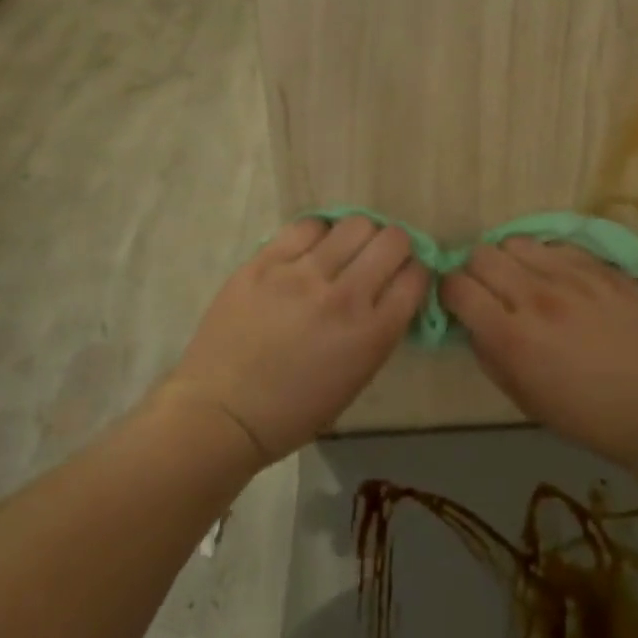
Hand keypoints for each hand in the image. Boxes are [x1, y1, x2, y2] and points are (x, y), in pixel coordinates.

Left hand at [164, 216, 426, 463]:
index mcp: (372, 334)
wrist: (222, 412)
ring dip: (358, 236)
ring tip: (343, 250)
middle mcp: (344, 296)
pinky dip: (319, 233)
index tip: (403, 277)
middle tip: (378, 258)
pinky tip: (312, 248)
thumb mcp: (357, 377)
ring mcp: (302, 275)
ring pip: (354, 224)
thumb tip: (392, 290)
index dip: (414, 272)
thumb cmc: (294, 410)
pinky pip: (307, 226)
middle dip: (395, 246)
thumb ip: (380, 329)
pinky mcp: (265, 262)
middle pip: (392, 240)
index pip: (416, 276)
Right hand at [439, 238, 637, 472]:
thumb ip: (489, 354)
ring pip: (516, 242)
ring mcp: (572, 277)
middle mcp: (536, 297)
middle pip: (481, 254)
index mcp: (512, 337)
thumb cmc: (587, 416)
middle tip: (488, 290)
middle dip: (474, 271)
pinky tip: (558, 279)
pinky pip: (557, 246)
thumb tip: (472, 322)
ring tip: (524, 280)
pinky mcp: (601, 268)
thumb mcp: (524, 398)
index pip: (456, 287)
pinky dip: (546, 258)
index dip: (448, 292)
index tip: (457, 303)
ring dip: (509, 260)